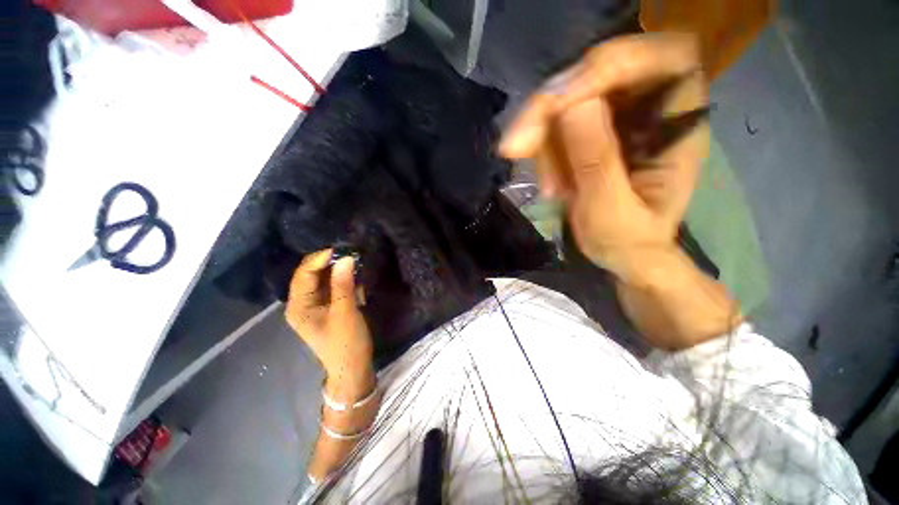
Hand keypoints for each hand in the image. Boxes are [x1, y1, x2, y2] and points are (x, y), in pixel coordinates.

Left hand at [286, 249, 373, 400]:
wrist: (354, 368)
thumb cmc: (346, 343)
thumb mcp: (345, 312)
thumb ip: (343, 285)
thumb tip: (345, 258)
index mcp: (298, 306)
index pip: (304, 273)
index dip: (321, 258)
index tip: (343, 249)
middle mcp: (302, 303)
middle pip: (313, 274)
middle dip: (332, 264)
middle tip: (353, 255)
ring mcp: (315, 305)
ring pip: (325, 279)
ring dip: (340, 271)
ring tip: (358, 267)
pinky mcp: (328, 307)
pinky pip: (334, 287)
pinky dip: (345, 281)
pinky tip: (357, 283)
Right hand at [500, 33, 708, 280]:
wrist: (621, 254)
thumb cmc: (627, 241)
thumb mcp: (611, 211)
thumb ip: (596, 161)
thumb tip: (571, 105)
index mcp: (680, 124)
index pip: (664, 58)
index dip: (612, 65)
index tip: (558, 102)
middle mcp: (652, 109)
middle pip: (602, 72)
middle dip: (553, 107)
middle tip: (517, 145)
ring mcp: (618, 118)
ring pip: (569, 100)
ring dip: (543, 139)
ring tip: (550, 187)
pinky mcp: (591, 131)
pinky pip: (556, 125)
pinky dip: (543, 151)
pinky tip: (550, 184)